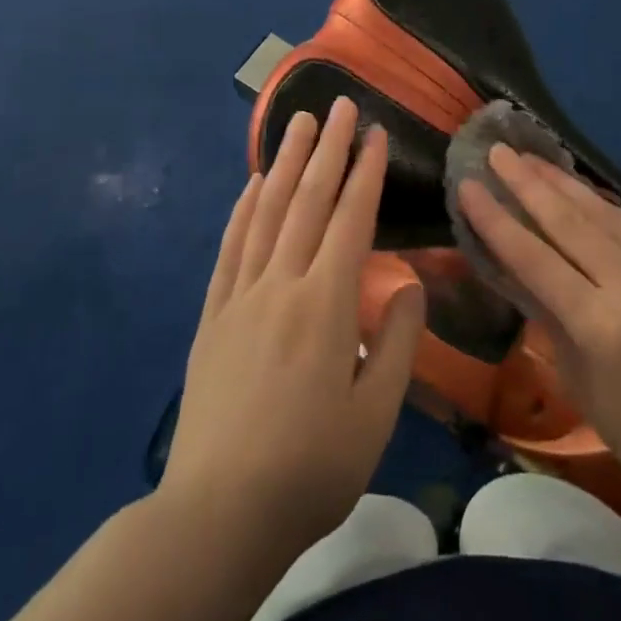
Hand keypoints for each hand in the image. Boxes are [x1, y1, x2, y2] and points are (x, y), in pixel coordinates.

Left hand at [161, 97, 425, 569]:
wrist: (217, 516)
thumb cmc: (310, 469)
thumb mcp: (374, 415)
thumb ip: (396, 341)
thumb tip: (408, 284)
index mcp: (325, 304)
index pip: (350, 219)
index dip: (365, 171)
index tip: (375, 133)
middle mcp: (281, 285)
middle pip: (307, 201)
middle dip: (328, 148)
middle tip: (338, 104)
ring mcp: (240, 296)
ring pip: (266, 213)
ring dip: (286, 163)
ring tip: (298, 123)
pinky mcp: (212, 316)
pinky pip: (230, 248)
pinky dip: (243, 208)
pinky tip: (252, 183)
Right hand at [458, 146, 620, 527]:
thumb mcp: (583, 388)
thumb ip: (551, 322)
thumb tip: (523, 273)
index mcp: (601, 327)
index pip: (535, 259)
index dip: (496, 220)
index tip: (469, 186)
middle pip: (570, 223)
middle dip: (527, 183)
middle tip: (497, 151)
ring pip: (606, 215)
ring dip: (565, 184)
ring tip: (532, 158)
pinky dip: (604, 207)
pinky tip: (583, 191)